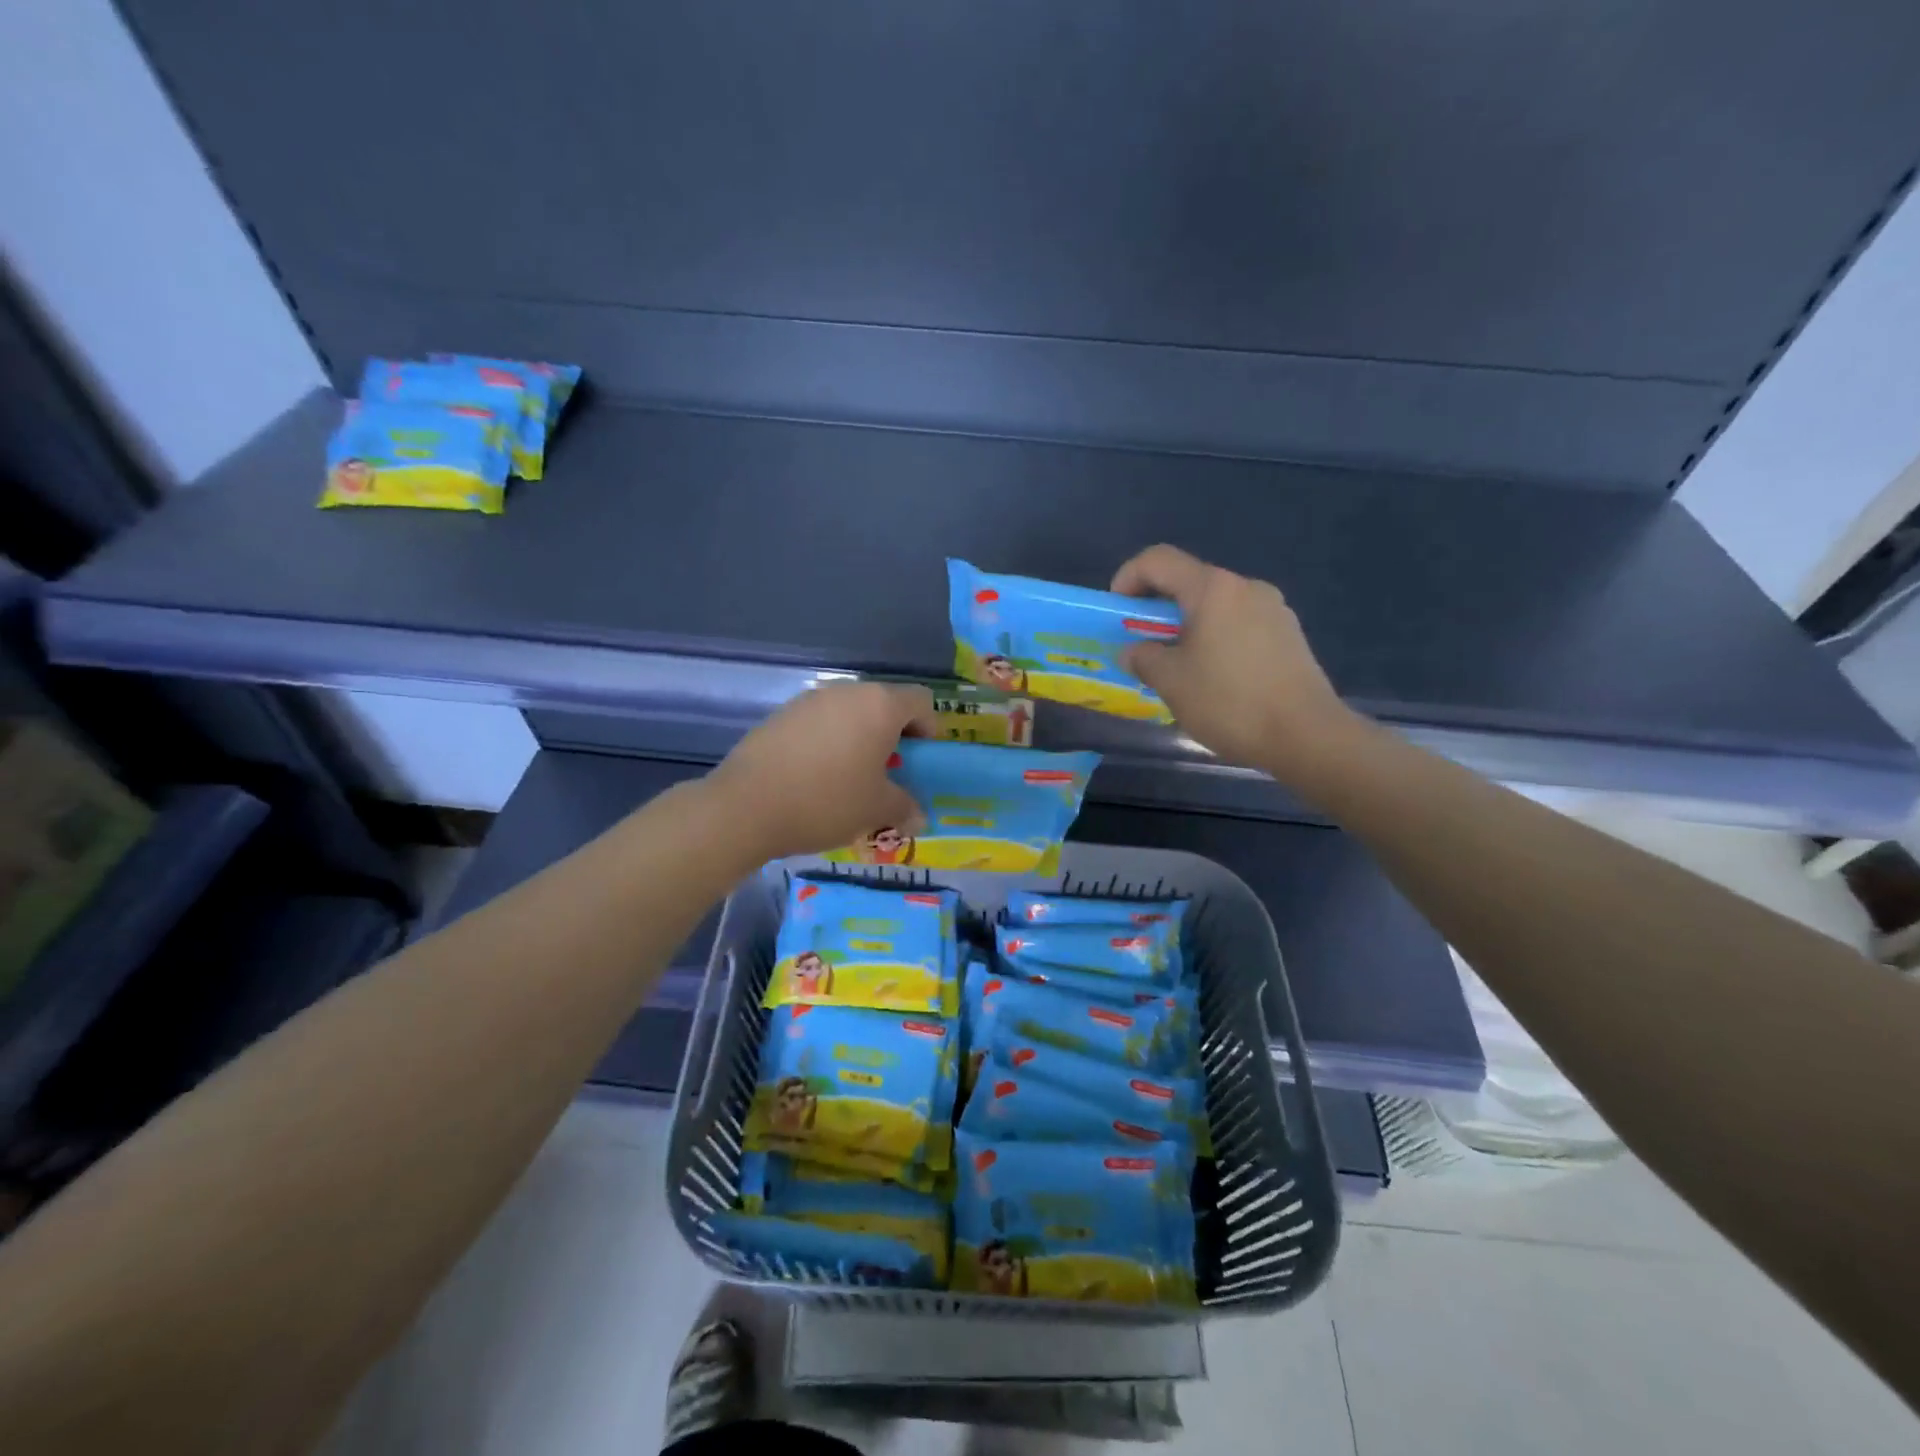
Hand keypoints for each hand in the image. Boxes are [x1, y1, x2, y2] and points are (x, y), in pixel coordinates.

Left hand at [705, 682, 935, 861]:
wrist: (746, 806)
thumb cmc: (826, 801)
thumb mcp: (875, 810)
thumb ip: (904, 807)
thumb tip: (919, 816)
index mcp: (880, 705)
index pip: (921, 701)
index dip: (928, 730)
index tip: (919, 762)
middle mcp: (847, 691)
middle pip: (884, 704)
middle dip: (892, 735)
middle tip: (887, 773)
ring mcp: (810, 699)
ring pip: (850, 712)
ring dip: (859, 737)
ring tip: (849, 777)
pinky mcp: (782, 714)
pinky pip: (820, 721)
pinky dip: (828, 741)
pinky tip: (815, 775)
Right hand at [1112, 544, 1360, 778]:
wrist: (1307, 736)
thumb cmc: (1230, 702)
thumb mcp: (1171, 682)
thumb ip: (1143, 658)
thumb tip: (1134, 651)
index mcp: (1213, 589)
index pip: (1158, 560)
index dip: (1127, 578)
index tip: (1117, 613)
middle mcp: (1246, 587)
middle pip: (1189, 582)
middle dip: (1157, 610)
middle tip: (1142, 646)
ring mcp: (1273, 610)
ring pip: (1216, 606)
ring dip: (1187, 627)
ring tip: (1178, 668)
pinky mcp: (1289, 635)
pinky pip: (1239, 625)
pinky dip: (1215, 640)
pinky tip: (1215, 680)